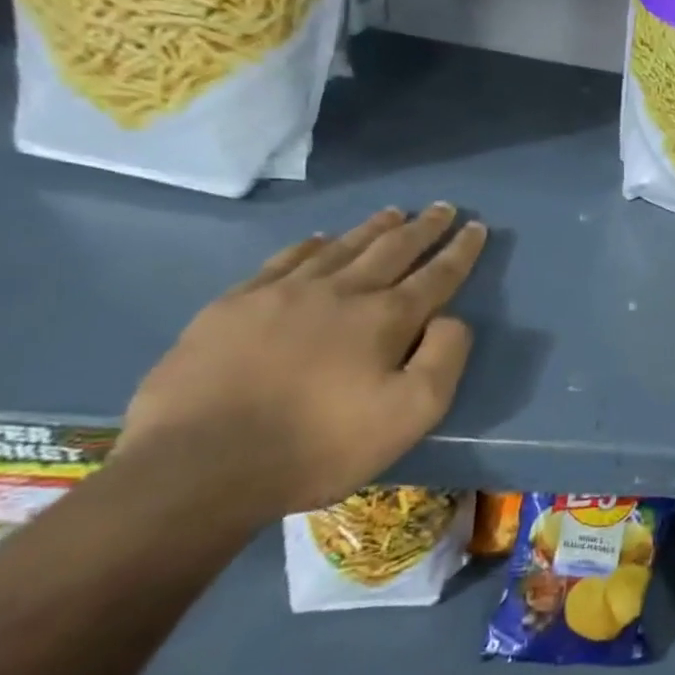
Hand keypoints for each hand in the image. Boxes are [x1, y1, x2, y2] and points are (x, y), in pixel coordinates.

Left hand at [116, 204, 487, 520]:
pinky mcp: (233, 306)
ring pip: (340, 247)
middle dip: (422, 228)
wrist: (197, 466)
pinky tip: (318, 238)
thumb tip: (453, 319)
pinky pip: (283, 260)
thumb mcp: (411, 415)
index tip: (477, 226)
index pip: (436, 275)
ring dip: (373, 228)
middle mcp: (339, 292)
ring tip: (392, 213)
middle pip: (391, 249)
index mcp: (385, 318)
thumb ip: (444, 358)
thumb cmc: (319, 445)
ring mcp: (282, 293)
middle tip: (442, 207)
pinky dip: (310, 244)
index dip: (461, 250)